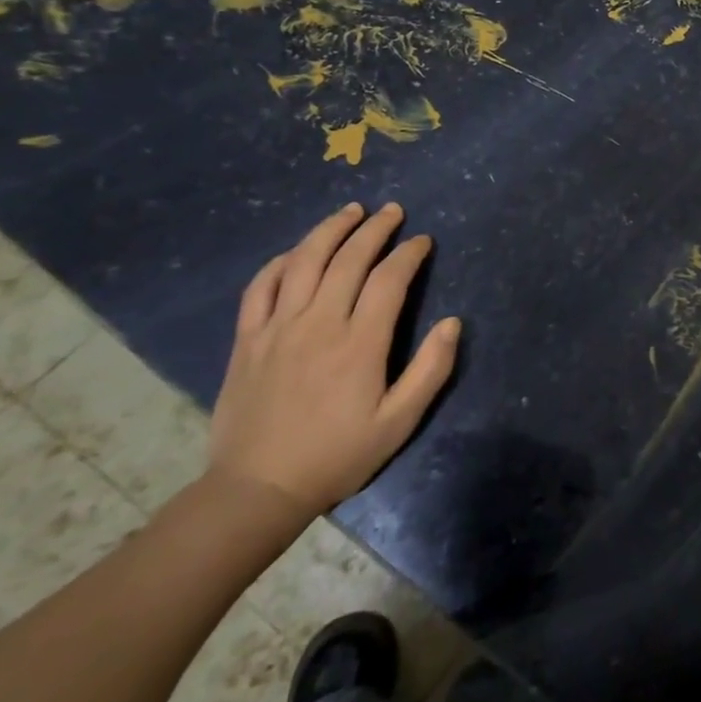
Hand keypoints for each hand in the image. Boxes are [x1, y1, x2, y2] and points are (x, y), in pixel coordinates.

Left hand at [207, 202, 459, 521]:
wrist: (257, 490)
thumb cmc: (337, 456)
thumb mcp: (399, 423)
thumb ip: (431, 370)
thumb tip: (453, 322)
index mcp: (359, 343)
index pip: (389, 279)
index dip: (408, 253)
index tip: (422, 240)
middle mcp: (318, 324)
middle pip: (348, 259)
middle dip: (375, 229)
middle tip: (392, 211)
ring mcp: (277, 328)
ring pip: (304, 262)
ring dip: (329, 230)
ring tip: (350, 211)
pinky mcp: (247, 339)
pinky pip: (261, 286)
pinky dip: (281, 261)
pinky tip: (297, 251)